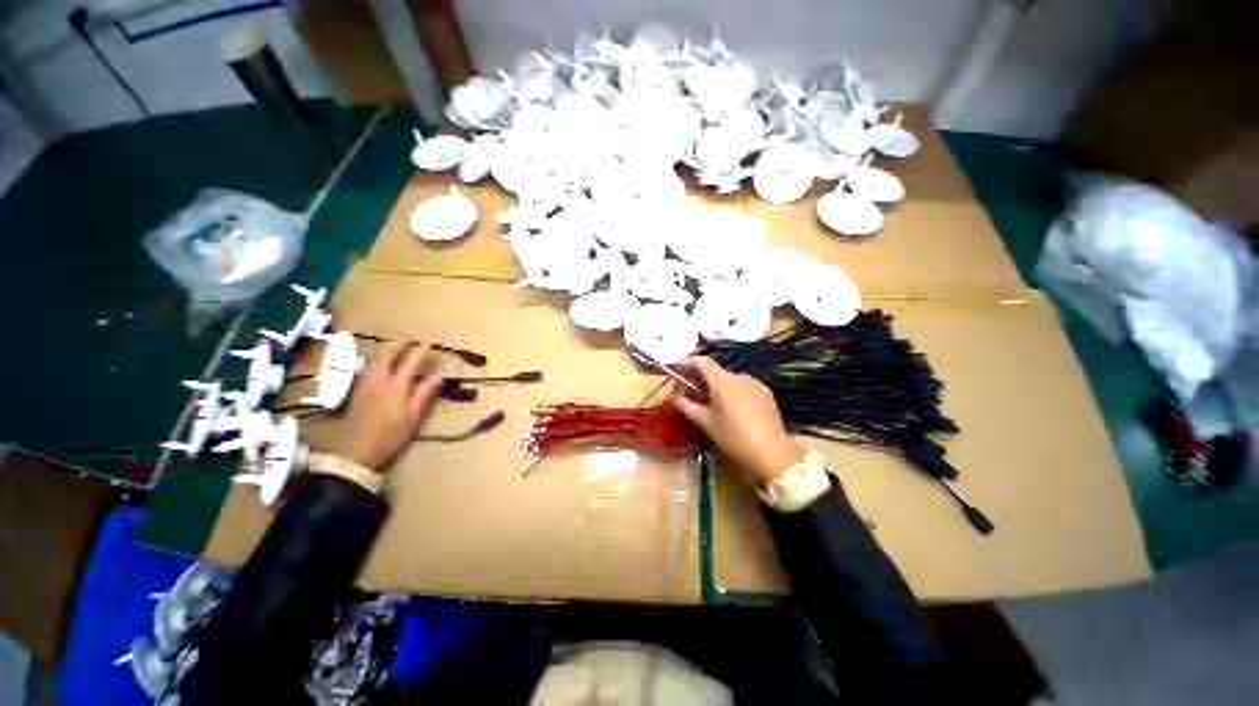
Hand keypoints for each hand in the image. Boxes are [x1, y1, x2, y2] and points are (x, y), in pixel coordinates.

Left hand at [340, 338, 445, 470]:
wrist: (357, 451)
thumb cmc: (391, 434)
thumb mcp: (413, 416)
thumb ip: (424, 394)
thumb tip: (438, 376)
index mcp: (396, 385)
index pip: (411, 362)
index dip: (421, 352)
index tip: (429, 344)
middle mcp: (379, 380)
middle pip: (388, 354)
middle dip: (400, 343)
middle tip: (411, 337)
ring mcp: (366, 384)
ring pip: (376, 359)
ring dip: (388, 349)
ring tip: (398, 345)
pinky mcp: (359, 391)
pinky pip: (370, 368)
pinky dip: (379, 360)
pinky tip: (383, 363)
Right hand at [672, 357, 802, 484]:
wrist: (770, 451)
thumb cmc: (732, 436)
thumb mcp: (706, 422)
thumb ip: (687, 406)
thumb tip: (675, 398)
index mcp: (722, 380)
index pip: (702, 362)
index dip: (687, 363)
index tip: (677, 369)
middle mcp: (738, 376)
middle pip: (715, 371)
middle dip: (701, 379)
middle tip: (690, 392)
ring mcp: (754, 383)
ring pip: (729, 380)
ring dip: (717, 386)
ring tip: (710, 403)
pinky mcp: (765, 393)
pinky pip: (743, 387)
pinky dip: (732, 392)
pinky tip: (731, 409)